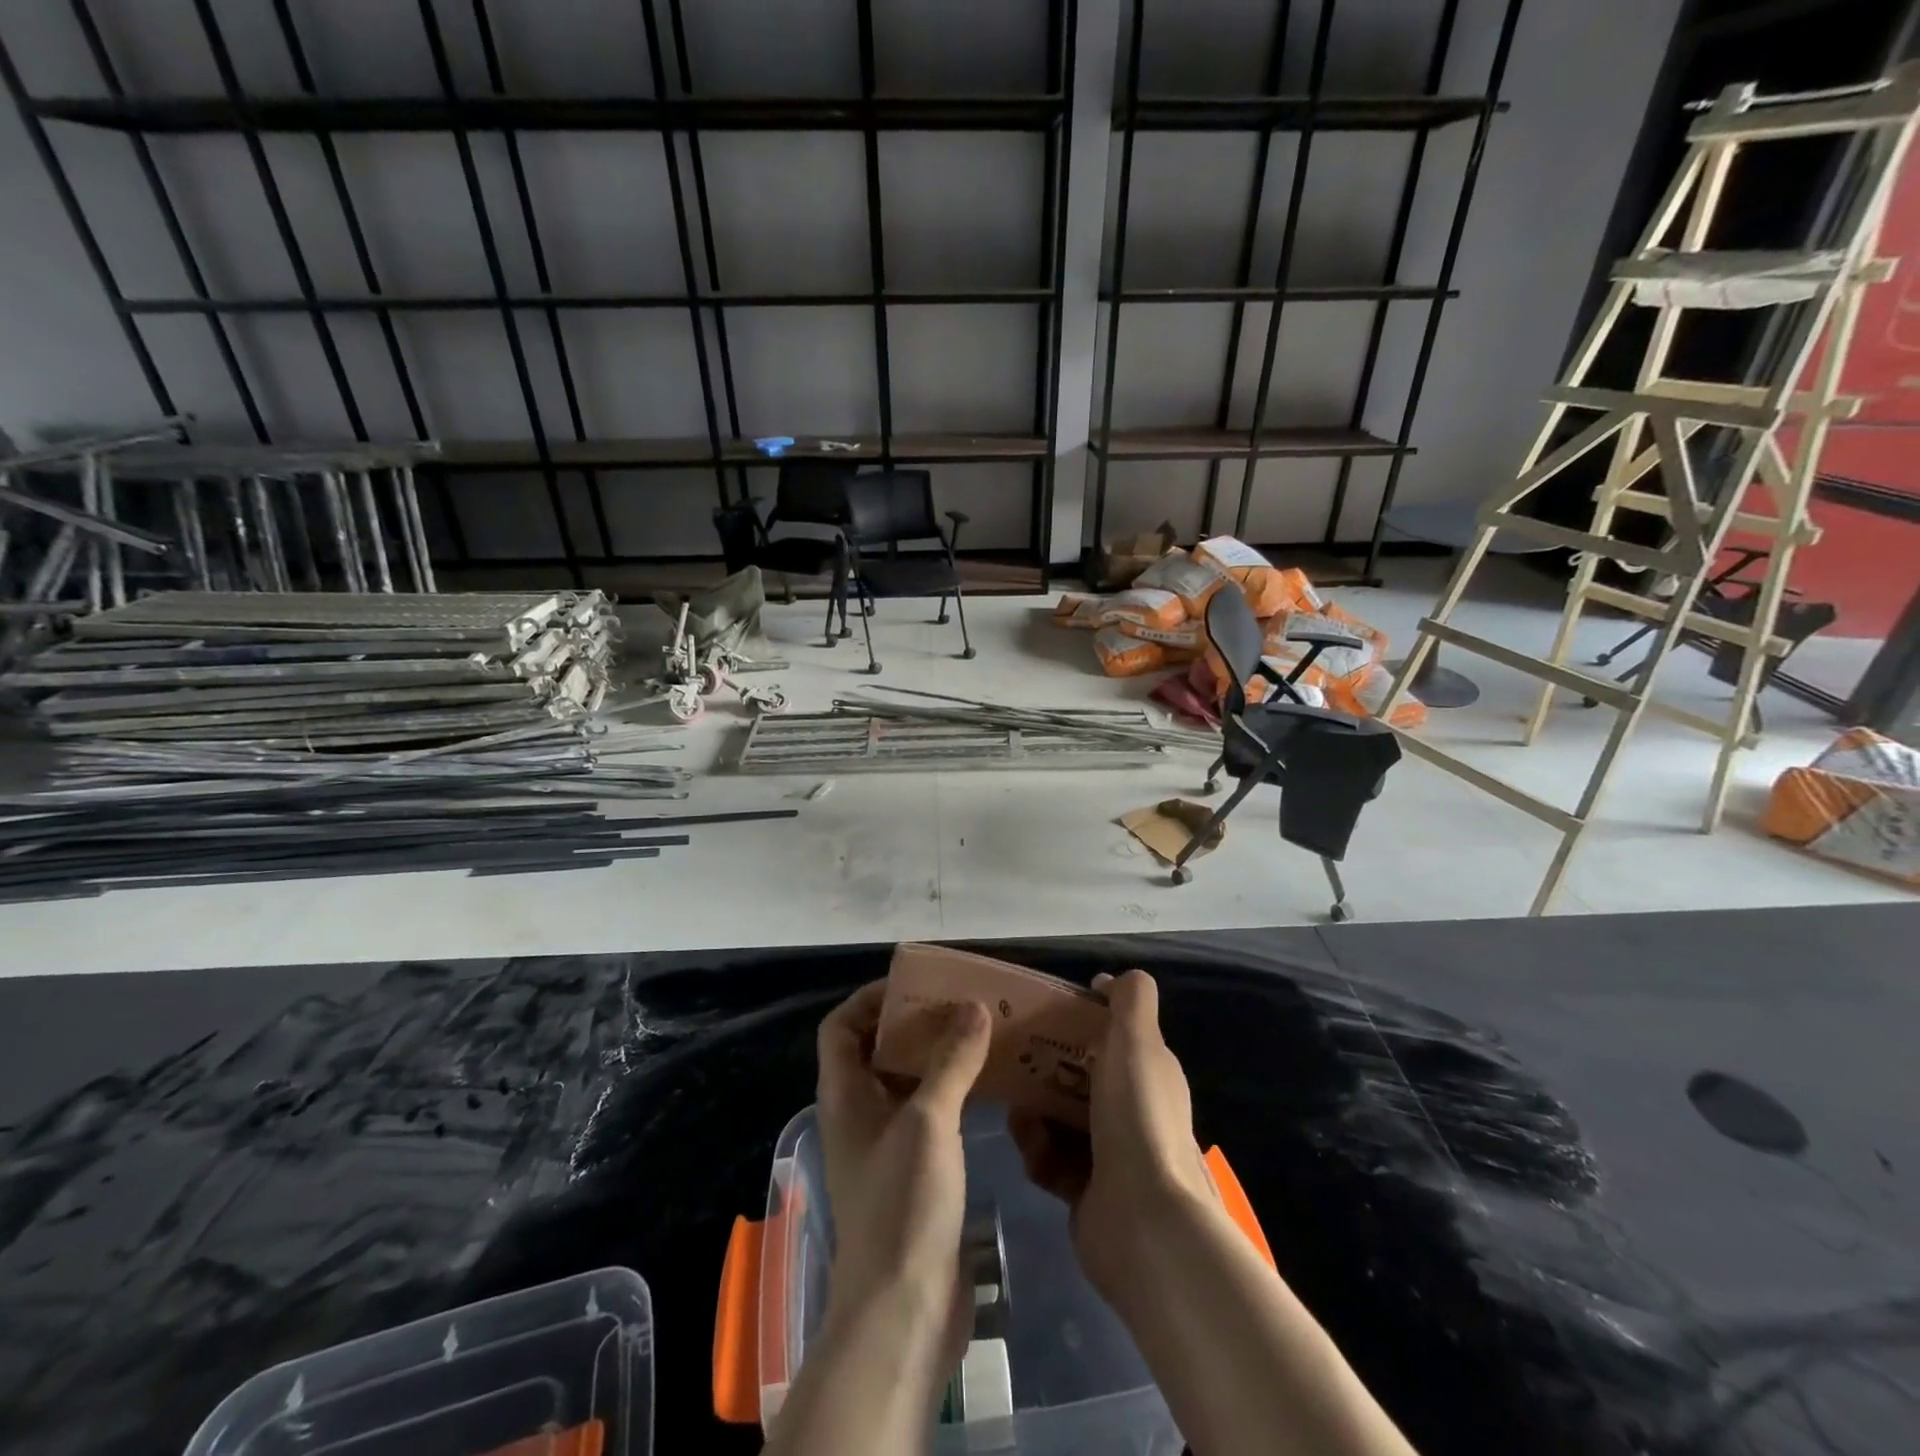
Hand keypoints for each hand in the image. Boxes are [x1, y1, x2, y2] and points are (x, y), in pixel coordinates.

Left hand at [767, 985, 990, 1455]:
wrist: (904, 1309)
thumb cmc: (902, 1204)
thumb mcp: (928, 1120)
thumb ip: (951, 1060)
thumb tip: (973, 1005)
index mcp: (844, 1096)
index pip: (840, 1027)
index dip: (870, 1000)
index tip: (914, 986)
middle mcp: (858, 1115)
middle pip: (876, 1050)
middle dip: (913, 1024)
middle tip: (960, 1004)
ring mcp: (884, 1146)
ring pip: (905, 1083)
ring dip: (936, 1057)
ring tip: (981, 1035)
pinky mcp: (912, 1173)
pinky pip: (927, 1114)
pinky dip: (950, 1092)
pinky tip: (987, 1087)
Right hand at [1008, 970, 1216, 1304]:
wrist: (1143, 1221)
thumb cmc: (1136, 1117)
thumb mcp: (1137, 1041)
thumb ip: (1131, 999)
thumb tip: (1109, 979)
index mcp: (1149, 1073)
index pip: (1110, 1036)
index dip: (1078, 1022)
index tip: (1042, 1015)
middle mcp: (1132, 1110)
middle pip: (1078, 1077)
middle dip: (1043, 1071)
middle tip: (1012, 1065)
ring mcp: (1111, 1154)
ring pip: (1058, 1119)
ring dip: (1033, 1115)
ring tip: (1018, 1118)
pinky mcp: (1087, 1191)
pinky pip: (1051, 1160)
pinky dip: (1038, 1154)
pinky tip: (1031, 1154)